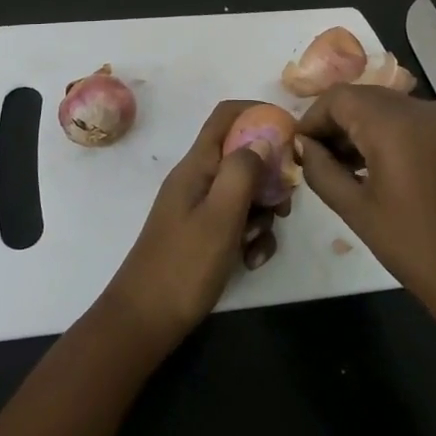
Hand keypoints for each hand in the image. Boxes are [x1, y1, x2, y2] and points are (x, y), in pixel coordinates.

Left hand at [100, 101, 281, 354]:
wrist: (144, 322)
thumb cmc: (183, 266)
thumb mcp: (220, 216)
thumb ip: (243, 172)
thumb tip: (263, 140)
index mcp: (196, 165)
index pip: (227, 115)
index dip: (259, 113)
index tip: (291, 133)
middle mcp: (198, 179)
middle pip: (243, 155)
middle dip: (270, 176)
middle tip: (284, 204)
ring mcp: (199, 207)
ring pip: (245, 192)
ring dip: (262, 214)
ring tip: (259, 244)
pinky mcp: (203, 234)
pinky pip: (237, 222)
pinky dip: (251, 237)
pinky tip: (251, 261)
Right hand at [297, 85, 435, 347]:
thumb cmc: (417, 247)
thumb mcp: (358, 212)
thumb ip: (322, 171)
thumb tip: (303, 147)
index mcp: (392, 123)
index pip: (338, 98)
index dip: (312, 119)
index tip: (299, 150)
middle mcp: (419, 109)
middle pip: (363, 97)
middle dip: (335, 122)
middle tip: (316, 160)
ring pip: (387, 107)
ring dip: (360, 128)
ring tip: (342, 168)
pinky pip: (410, 122)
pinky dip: (386, 134)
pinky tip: (376, 169)